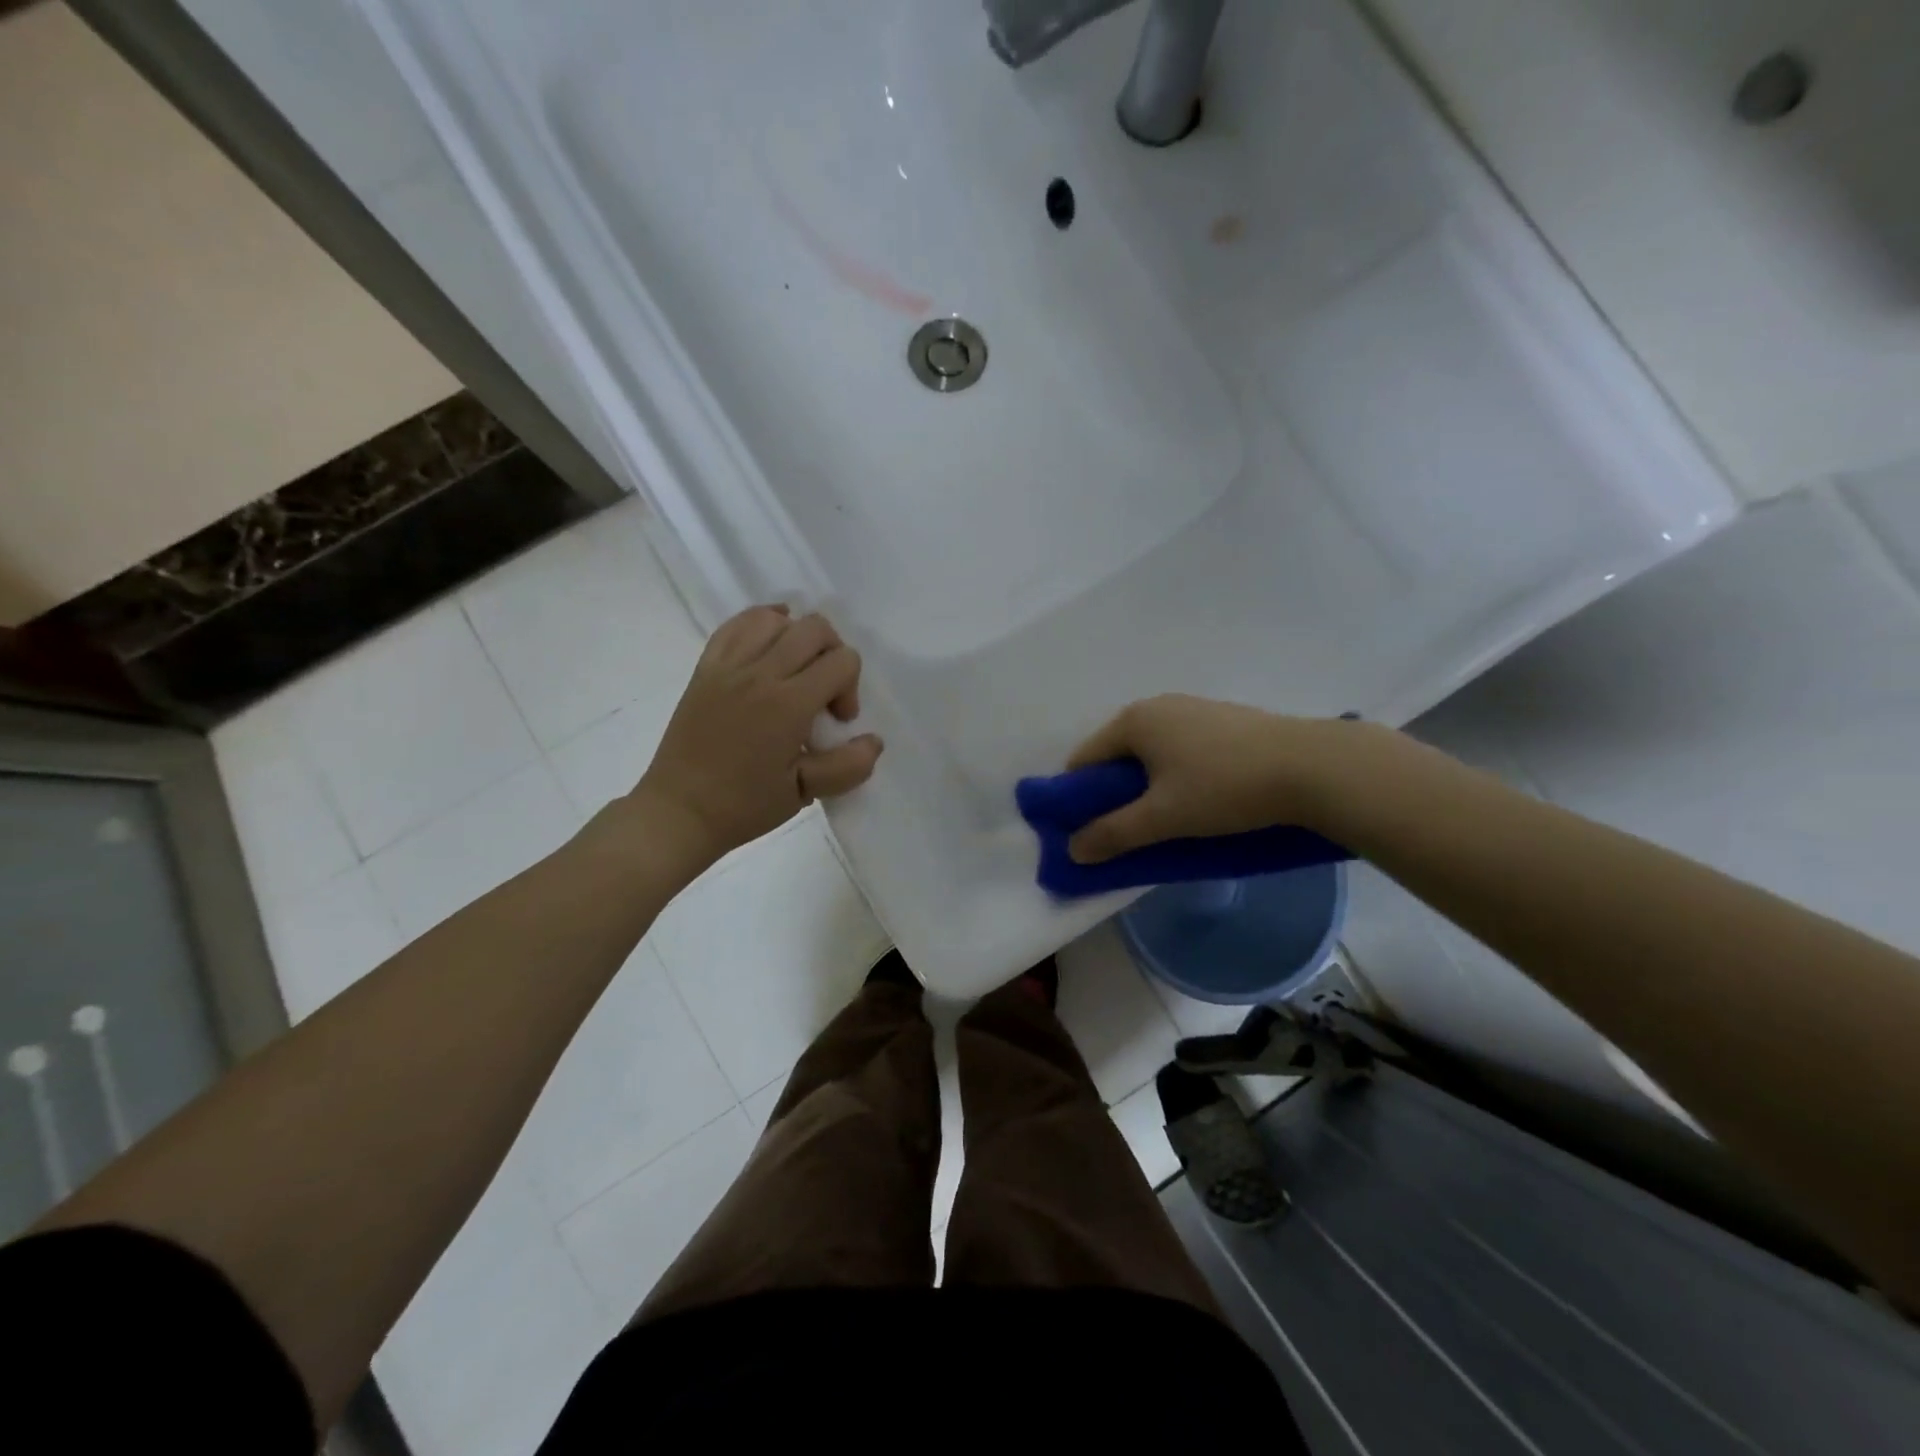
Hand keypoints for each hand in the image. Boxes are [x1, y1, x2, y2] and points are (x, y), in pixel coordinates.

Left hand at [630, 606, 882, 870]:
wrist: (679, 812)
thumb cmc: (744, 806)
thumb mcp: (804, 793)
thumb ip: (846, 766)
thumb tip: (873, 741)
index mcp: (787, 704)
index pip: (841, 661)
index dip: (850, 688)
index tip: (836, 722)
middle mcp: (759, 674)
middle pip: (815, 629)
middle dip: (833, 655)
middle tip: (822, 694)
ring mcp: (728, 666)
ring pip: (776, 619)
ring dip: (797, 638)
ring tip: (795, 671)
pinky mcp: (706, 668)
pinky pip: (737, 625)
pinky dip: (760, 625)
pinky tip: (769, 645)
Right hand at [1065, 695, 1371, 863]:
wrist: (1311, 767)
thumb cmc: (1224, 788)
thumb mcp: (1162, 818)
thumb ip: (1113, 834)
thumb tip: (1072, 850)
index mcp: (1133, 721)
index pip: (1083, 760)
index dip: (1078, 798)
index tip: (1089, 832)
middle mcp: (1157, 706)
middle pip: (1116, 755)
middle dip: (1114, 794)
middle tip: (1129, 831)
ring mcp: (1193, 709)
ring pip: (1151, 753)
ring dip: (1147, 786)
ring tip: (1167, 819)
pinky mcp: (1224, 720)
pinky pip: (1181, 749)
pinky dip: (1176, 774)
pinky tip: (1201, 798)